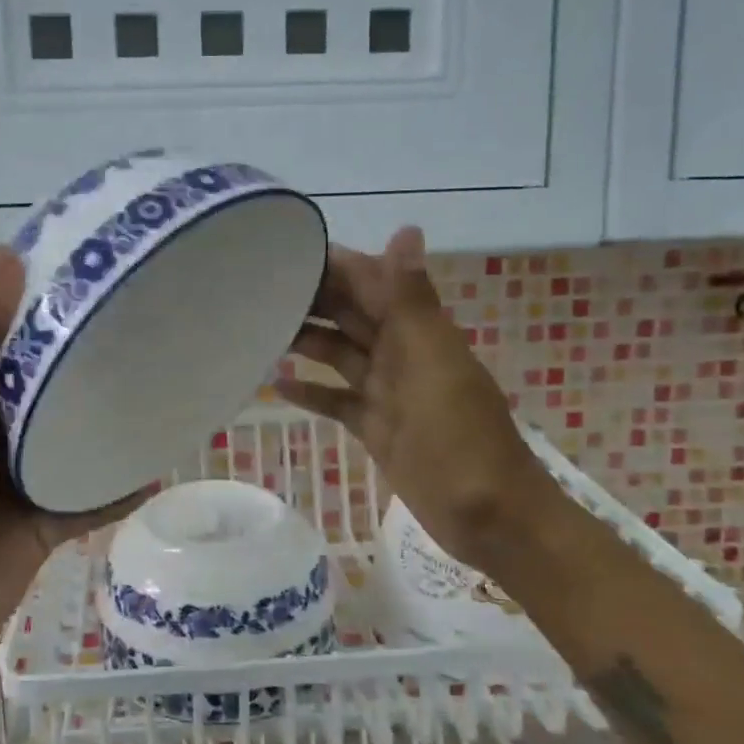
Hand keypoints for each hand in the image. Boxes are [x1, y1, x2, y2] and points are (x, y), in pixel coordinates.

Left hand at [0, 247, 140, 655]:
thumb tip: (2, 253)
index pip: (16, 336)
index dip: (49, 305)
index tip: (99, 274)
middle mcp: (3, 430)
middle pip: (54, 386)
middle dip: (92, 363)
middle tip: (151, 329)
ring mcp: (29, 476)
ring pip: (79, 440)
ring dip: (111, 423)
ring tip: (165, 390)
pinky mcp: (50, 519)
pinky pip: (94, 495)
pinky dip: (122, 485)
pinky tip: (162, 465)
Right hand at [277, 228, 540, 572]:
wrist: (488, 516)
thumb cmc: (459, 436)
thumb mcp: (432, 362)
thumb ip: (411, 300)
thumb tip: (406, 228)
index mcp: (417, 330)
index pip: (370, 281)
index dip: (334, 264)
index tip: (283, 250)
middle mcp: (400, 352)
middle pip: (350, 314)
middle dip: (311, 298)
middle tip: (254, 289)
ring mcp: (387, 392)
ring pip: (339, 354)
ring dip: (305, 341)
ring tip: (256, 329)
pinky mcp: (376, 428)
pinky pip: (338, 400)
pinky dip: (312, 392)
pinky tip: (276, 385)